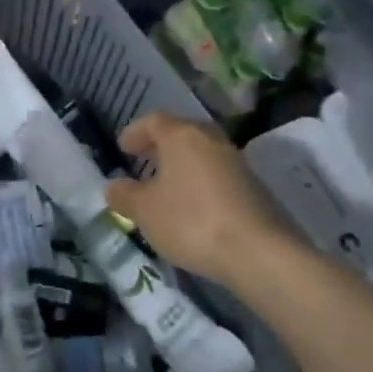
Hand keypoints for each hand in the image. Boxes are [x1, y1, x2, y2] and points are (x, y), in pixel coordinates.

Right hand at [106, 112, 291, 287]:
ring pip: (203, 153)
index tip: (123, 147)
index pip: (154, 121)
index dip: (136, 132)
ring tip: (168, 186)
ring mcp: (236, 162)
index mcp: (182, 136)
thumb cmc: (191, 221)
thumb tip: (114, 186)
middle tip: (145, 160)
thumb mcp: (145, 211)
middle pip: (183, 132)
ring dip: (184, 164)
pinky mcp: (254, 186)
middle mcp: (211, 140)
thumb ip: (125, 195)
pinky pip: (219, 174)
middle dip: (162, 145)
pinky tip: (194, 205)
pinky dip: (202, 182)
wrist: (258, 251)